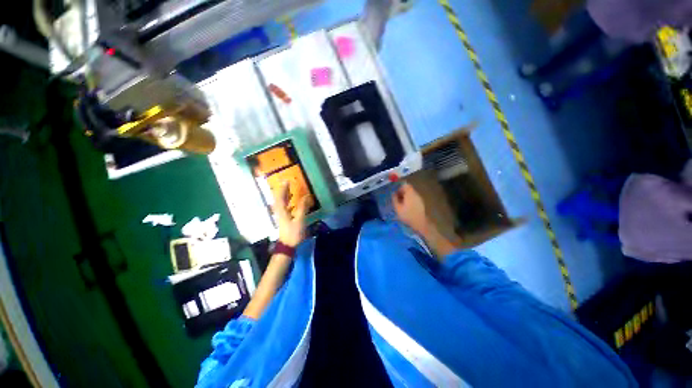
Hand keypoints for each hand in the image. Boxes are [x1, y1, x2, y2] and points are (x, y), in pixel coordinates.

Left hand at [273, 182, 312, 246]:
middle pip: (278, 199)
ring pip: (280, 203)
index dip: (283, 189)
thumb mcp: (299, 220)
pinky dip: (287, 202)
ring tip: (289, 189)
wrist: (287, 246)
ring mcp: (280, 216)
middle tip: (287, 183)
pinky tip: (291, 202)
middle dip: (282, 190)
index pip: (280, 197)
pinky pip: (284, 207)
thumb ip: (303, 208)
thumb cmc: (293, 233)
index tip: (286, 181)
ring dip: (284, 196)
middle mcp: (279, 212)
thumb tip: (306, 196)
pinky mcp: (283, 220)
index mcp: (281, 211)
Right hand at [392, 182, 431, 235]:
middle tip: (397, 199)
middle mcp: (416, 194)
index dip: (400, 188)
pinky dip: (410, 200)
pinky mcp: (421, 203)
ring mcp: (419, 199)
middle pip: (409, 189)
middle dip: (402, 193)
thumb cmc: (408, 215)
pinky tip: (407, 208)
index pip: (405, 185)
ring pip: (411, 194)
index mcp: (410, 193)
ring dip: (406, 197)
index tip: (396, 194)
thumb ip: (395, 199)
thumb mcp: (397, 208)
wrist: (421, 223)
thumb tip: (393, 193)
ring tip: (401, 204)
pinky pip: (414, 198)